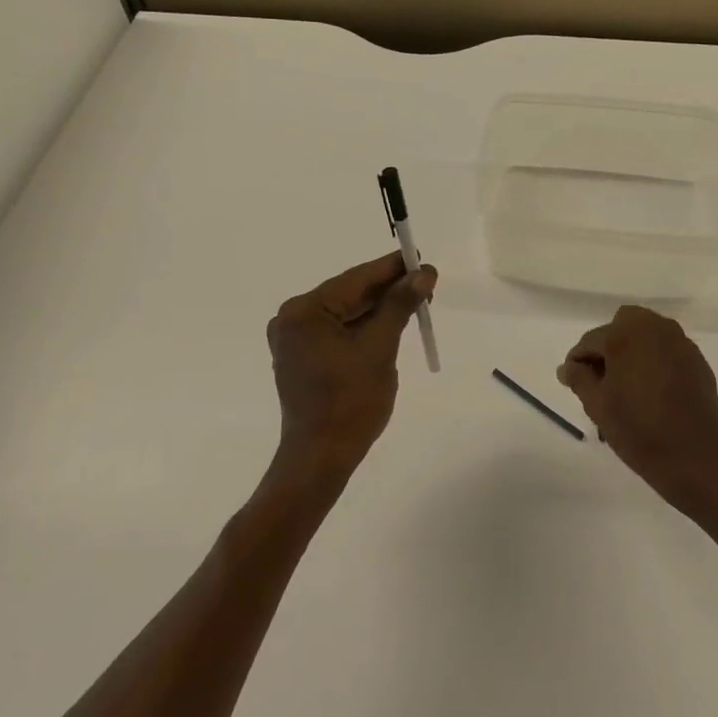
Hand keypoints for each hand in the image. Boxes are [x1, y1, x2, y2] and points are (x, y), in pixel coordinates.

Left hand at [265, 252, 436, 495]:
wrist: (321, 457)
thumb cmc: (351, 402)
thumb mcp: (380, 347)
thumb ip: (399, 305)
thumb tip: (423, 272)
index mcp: (304, 312)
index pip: (355, 280)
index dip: (391, 268)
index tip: (420, 258)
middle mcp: (292, 319)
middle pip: (348, 294)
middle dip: (387, 290)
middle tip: (425, 283)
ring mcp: (294, 340)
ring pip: (344, 314)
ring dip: (378, 309)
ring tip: (415, 302)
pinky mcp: (301, 358)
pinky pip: (337, 332)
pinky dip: (363, 328)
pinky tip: (390, 324)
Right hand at [558, 305, 717, 521]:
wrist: (696, 460)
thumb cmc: (639, 431)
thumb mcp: (598, 406)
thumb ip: (579, 379)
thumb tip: (567, 367)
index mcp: (626, 335)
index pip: (591, 340)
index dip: (578, 361)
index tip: (572, 382)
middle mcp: (656, 329)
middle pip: (622, 325)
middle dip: (608, 347)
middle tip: (601, 379)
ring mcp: (681, 343)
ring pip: (647, 334)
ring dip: (632, 351)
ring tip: (626, 386)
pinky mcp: (698, 361)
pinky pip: (667, 350)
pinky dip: (654, 360)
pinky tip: (651, 391)